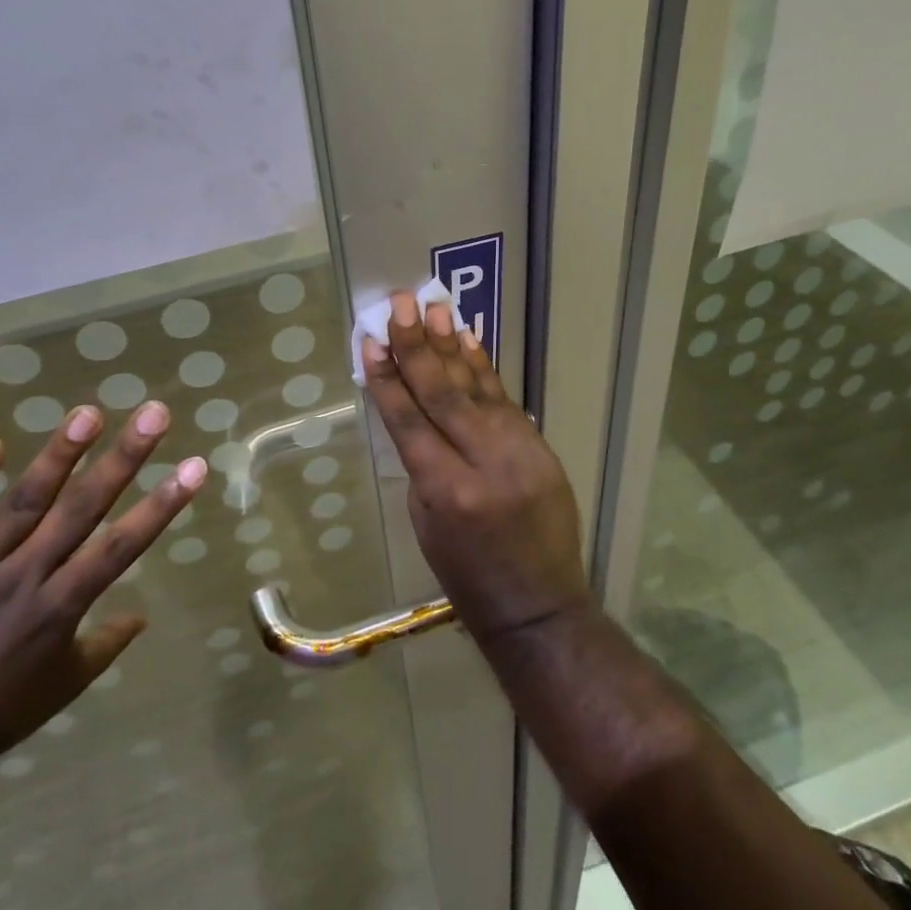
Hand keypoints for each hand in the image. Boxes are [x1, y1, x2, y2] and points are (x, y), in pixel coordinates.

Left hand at [0, 401, 205, 773]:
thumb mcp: (63, 685)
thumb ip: (105, 644)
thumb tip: (141, 615)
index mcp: (61, 608)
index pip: (122, 545)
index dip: (161, 504)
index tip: (194, 466)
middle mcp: (25, 577)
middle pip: (81, 509)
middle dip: (123, 459)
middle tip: (153, 414)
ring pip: (23, 503)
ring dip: (58, 456)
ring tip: (88, 414)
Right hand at [360, 291, 590, 643]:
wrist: (539, 605)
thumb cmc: (467, 577)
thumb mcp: (426, 525)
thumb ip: (422, 466)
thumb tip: (416, 415)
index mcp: (446, 491)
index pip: (408, 421)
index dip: (387, 378)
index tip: (371, 340)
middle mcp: (483, 463)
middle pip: (443, 394)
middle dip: (417, 346)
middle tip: (400, 304)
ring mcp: (518, 452)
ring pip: (477, 389)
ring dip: (452, 346)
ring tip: (435, 308)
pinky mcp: (540, 447)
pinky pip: (505, 401)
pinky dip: (485, 369)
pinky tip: (470, 341)